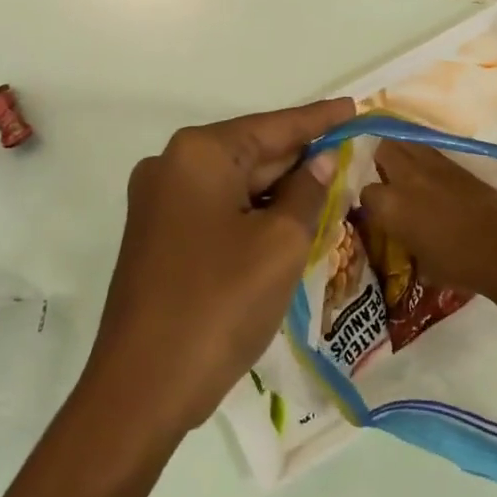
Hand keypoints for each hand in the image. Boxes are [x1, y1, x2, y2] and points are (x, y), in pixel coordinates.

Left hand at [86, 98, 354, 435]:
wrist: (141, 390)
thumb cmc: (219, 304)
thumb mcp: (280, 243)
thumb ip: (307, 191)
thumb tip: (319, 161)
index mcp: (199, 154)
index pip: (275, 125)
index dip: (320, 119)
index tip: (355, 106)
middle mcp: (172, 166)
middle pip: (253, 151)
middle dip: (301, 156)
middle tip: (350, 150)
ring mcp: (159, 203)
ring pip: (236, 183)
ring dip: (280, 188)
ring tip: (331, 184)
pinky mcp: (158, 237)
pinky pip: (218, 208)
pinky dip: (254, 211)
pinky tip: (290, 219)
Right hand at [360, 139, 496, 301]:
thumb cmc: (459, 265)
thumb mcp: (421, 262)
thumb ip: (405, 241)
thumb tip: (404, 236)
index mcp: (391, 206)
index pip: (367, 192)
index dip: (372, 202)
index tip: (378, 211)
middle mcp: (406, 177)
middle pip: (383, 149)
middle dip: (381, 161)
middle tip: (388, 178)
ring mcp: (433, 165)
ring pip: (407, 142)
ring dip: (403, 153)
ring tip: (408, 171)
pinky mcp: (456, 162)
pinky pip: (430, 150)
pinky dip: (425, 158)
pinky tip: (432, 176)